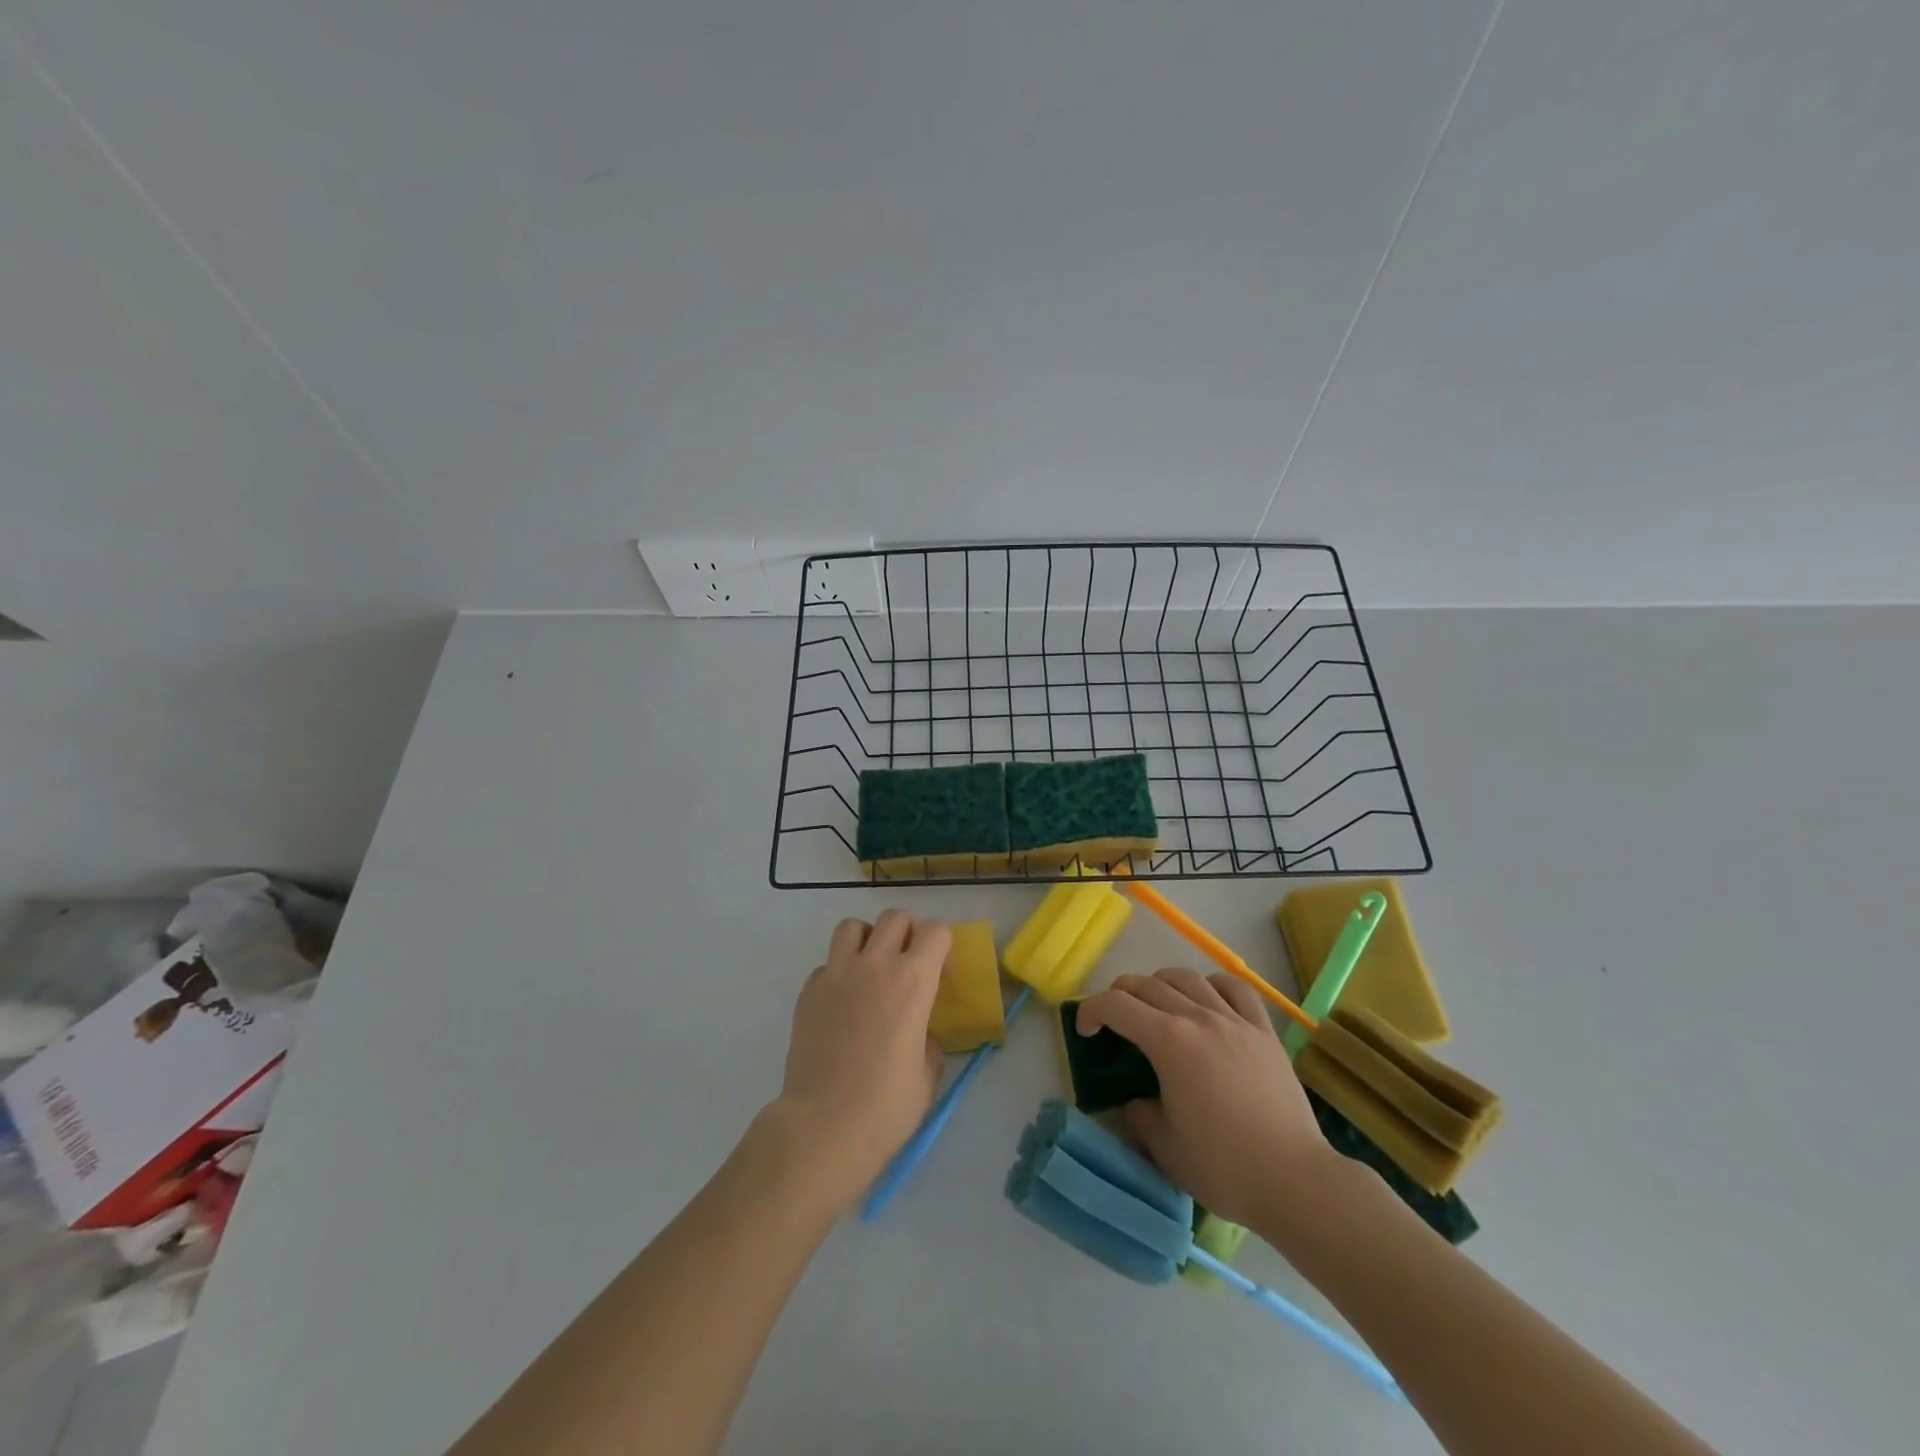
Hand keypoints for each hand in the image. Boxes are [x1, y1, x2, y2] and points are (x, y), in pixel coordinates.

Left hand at [775, 911, 949, 1204]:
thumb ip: (928, 1038)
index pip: (935, 931)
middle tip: (909, 961)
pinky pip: (828, 963)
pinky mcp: (809, 990)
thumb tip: (919, 1029)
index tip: (942, 966)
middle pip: (895, 918)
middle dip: (908, 931)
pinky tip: (843, 1002)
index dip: (943, 943)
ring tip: (871, 966)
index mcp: (913, 980)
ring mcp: (836, 973)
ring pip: (853, 926)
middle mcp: (875, 964)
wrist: (823, 1126)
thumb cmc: (886, 1106)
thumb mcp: (927, 1073)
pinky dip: (839, 971)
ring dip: (868, 938)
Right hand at [1076, 968, 1329, 1226]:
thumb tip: (1134, 1102)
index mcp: (1168, 1041)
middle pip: (1148, 984)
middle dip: (1121, 995)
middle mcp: (1198, 1018)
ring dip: (1161, 983)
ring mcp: (1234, 1020)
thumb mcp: (1164, 1147)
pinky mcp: (1263, 1031)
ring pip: (1188, 978)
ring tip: (1156, 1002)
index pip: (1116, 1005)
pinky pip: (1235, 989)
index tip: (1085, 1031)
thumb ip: (1139, 1115)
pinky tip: (1206, 998)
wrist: (1294, 1180)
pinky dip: (1212, 984)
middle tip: (1113, 1019)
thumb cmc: (1223, 1167)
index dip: (1091, 1011)